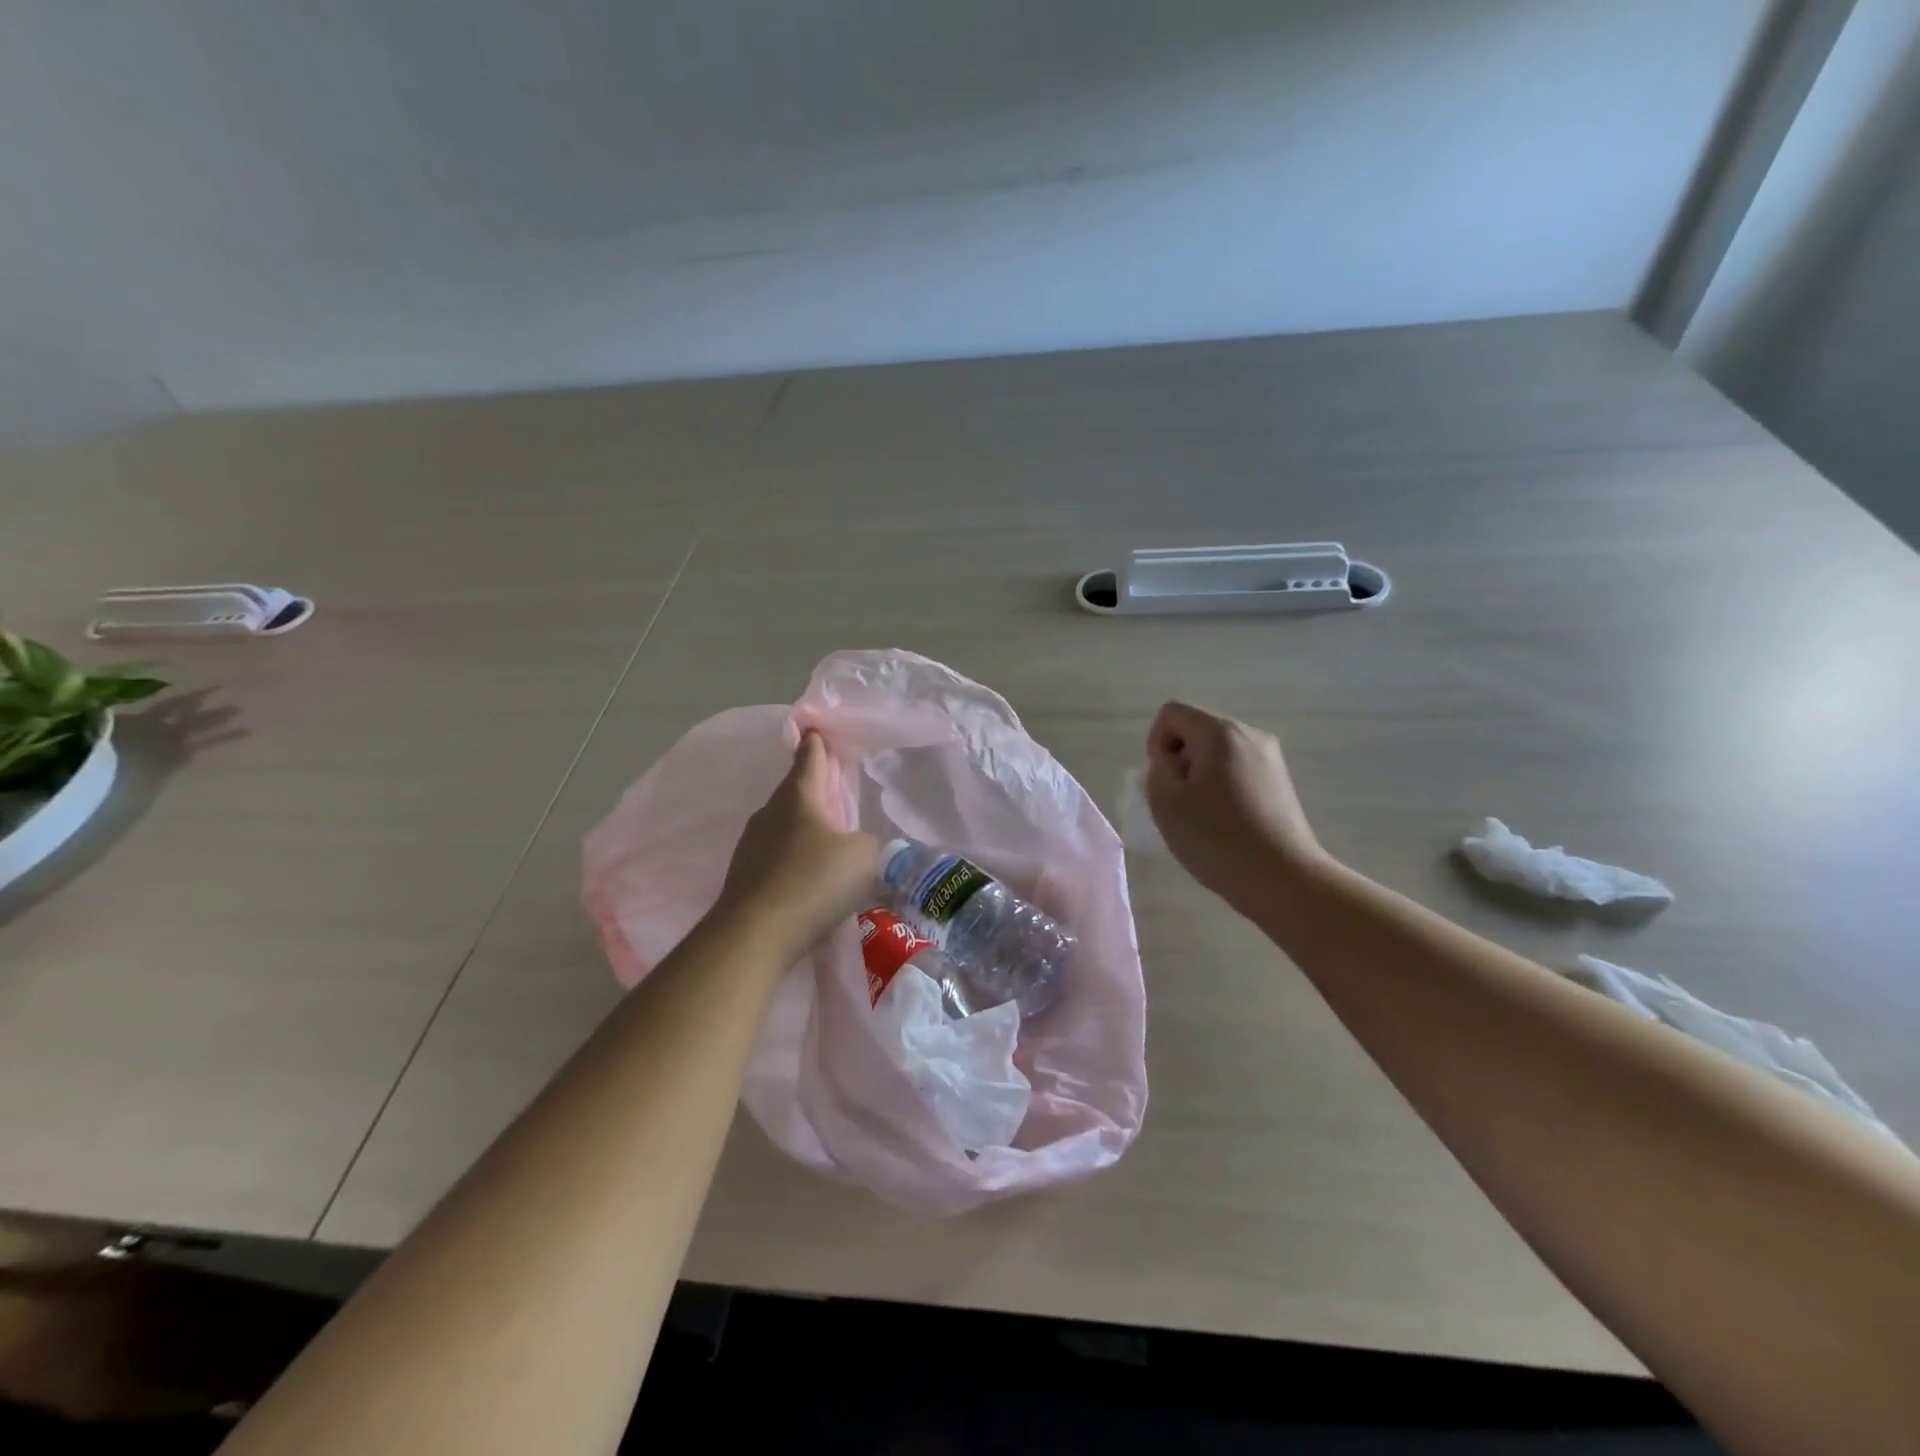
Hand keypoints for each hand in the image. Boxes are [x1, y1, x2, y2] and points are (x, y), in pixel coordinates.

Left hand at [715, 731, 880, 960]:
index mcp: (799, 796)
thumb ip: (867, 843)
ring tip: (829, 842)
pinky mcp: (745, 876)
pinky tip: (809, 879)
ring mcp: (752, 845)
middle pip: (796, 792)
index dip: (817, 742)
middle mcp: (770, 813)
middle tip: (838, 792)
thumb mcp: (862, 856)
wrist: (754, 934)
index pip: (810, 757)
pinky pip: (777, 856)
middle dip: (816, 789)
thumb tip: (855, 846)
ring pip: (785, 825)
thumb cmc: (813, 881)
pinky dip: (794, 859)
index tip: (815, 727)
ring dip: (806, 829)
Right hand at [1145, 702, 1330, 910]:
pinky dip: (1222, 787)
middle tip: (1179, 802)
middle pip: (1198, 729)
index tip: (1163, 781)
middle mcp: (1250, 735)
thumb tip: (1171, 761)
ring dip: (1200, 776)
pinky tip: (1225, 822)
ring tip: (1201, 815)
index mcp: (1220, 732)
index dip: (1156, 743)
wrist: (1283, 879)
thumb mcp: (1165, 802)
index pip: (1173, 713)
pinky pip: (1238, 770)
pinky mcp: (1281, 783)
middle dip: (1180, 759)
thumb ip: (1158, 769)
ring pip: (1218, 752)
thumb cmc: (1216, 838)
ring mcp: (1271, 758)